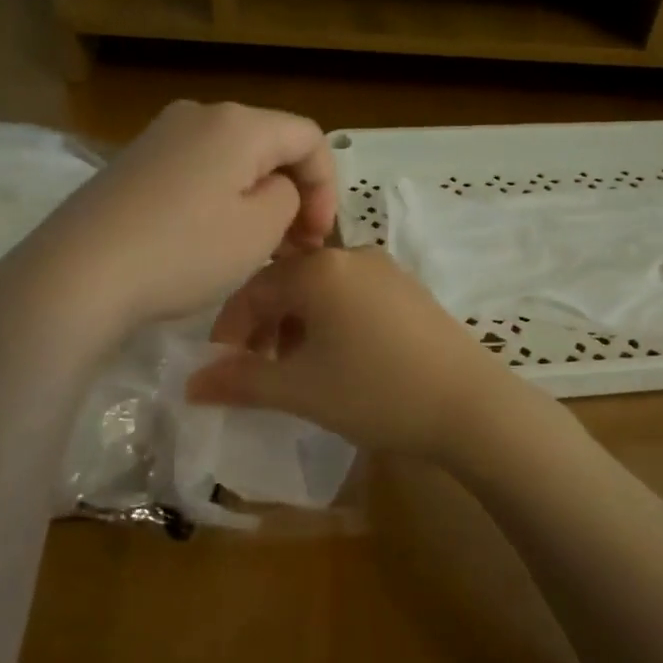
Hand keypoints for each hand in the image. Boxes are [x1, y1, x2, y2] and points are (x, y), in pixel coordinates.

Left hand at [0, 100, 336, 336]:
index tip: (318, 237)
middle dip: (293, 193)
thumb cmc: (183, 251)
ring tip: (257, 247)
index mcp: (238, 122)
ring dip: (257, 199)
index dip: (326, 186)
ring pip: (232, 160)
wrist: (78, 274)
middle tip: (295, 246)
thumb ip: (288, 197)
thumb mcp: (260, 229)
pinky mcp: (132, 163)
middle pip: (269, 144)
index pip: (308, 137)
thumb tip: (275, 188)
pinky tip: (210, 239)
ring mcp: (159, 136)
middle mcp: (199, 114)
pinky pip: (196, 171)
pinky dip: (219, 199)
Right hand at [185, 248, 524, 462]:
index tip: (219, 367)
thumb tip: (191, 383)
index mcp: (320, 269)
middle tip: (256, 370)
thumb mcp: (300, 390)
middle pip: (288, 285)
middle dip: (263, 327)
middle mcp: (352, 256)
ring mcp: (387, 270)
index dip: (229, 328)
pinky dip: (330, 323)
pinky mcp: (410, 290)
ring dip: (296, 326)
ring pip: (321, 291)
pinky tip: (338, 360)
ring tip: (295, 370)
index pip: (254, 289)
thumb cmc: (376, 392)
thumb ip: (241, 381)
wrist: (471, 406)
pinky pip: (352, 297)